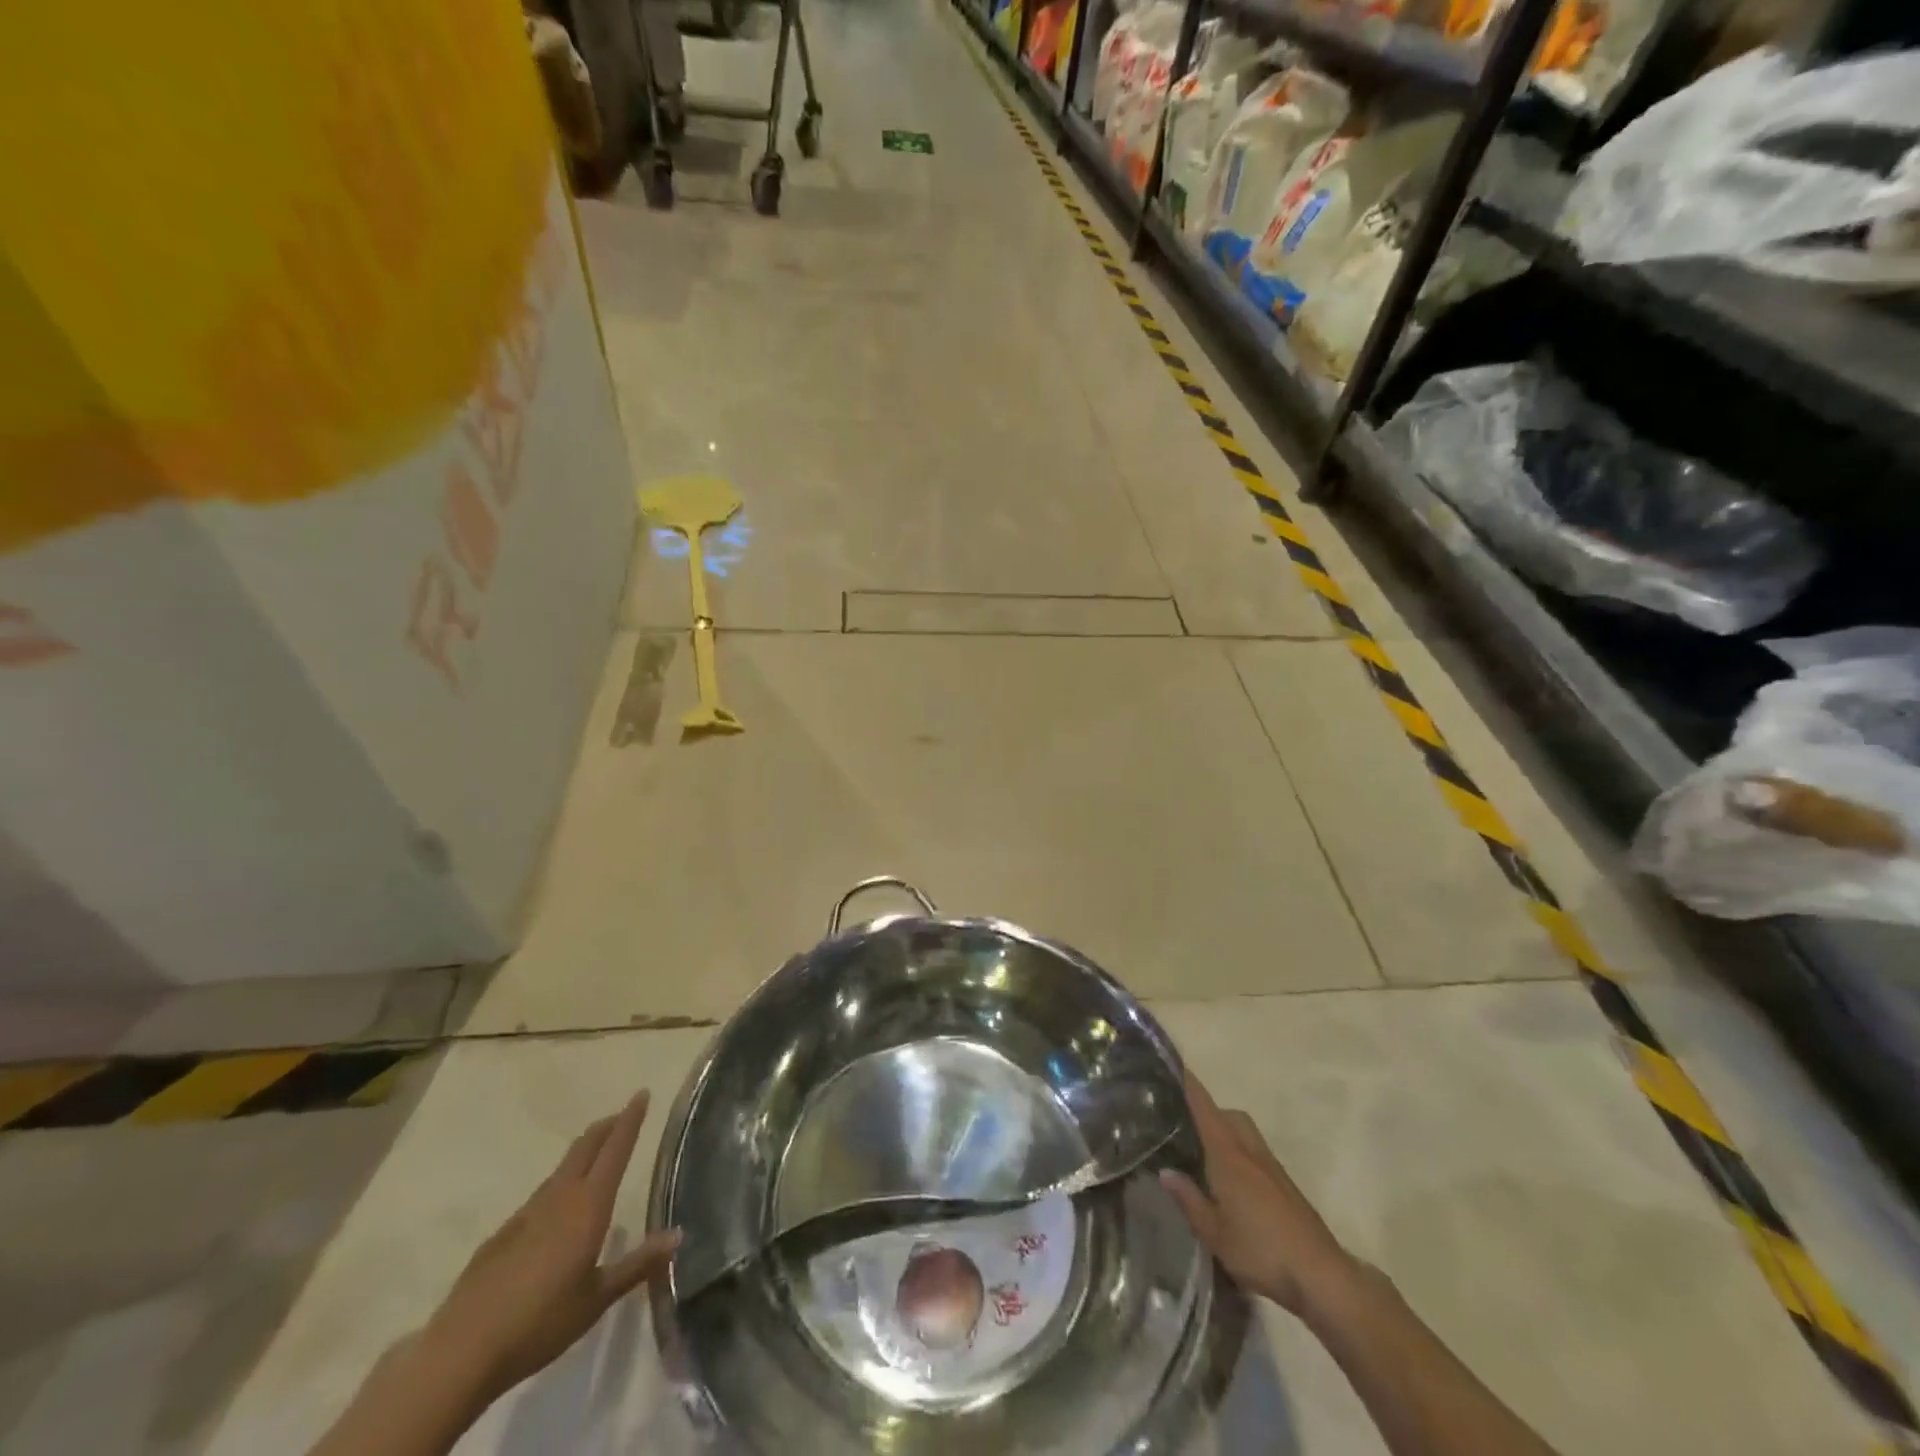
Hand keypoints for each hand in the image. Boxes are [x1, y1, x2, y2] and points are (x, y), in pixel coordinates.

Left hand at [423, 1091, 681, 1405]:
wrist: (461, 1352)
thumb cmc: (540, 1322)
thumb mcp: (596, 1299)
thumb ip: (637, 1264)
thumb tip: (677, 1235)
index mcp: (588, 1206)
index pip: (615, 1150)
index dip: (630, 1120)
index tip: (642, 1094)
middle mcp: (559, 1198)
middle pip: (585, 1147)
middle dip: (606, 1127)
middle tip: (622, 1115)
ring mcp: (526, 1214)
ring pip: (561, 1168)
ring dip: (583, 1153)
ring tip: (596, 1154)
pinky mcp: (502, 1234)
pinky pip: (540, 1196)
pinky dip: (558, 1185)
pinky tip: (556, 1209)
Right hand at [1160, 1073, 1352, 1314]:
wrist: (1320, 1274)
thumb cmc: (1261, 1250)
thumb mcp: (1214, 1233)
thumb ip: (1189, 1199)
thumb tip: (1165, 1171)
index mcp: (1228, 1154)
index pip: (1205, 1107)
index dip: (1188, 1084)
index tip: (1171, 1067)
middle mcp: (1249, 1150)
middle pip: (1228, 1114)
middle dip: (1207, 1111)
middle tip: (1183, 1125)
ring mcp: (1271, 1166)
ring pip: (1244, 1131)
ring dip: (1225, 1130)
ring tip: (1204, 1152)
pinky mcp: (1284, 1184)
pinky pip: (1255, 1151)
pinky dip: (1239, 1151)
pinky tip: (1230, 1179)